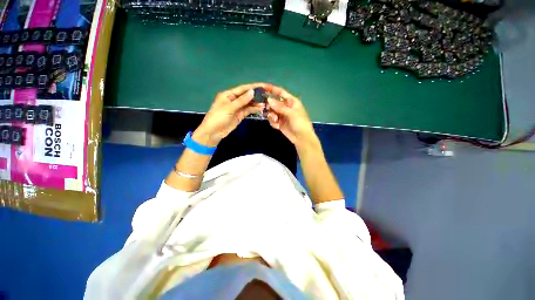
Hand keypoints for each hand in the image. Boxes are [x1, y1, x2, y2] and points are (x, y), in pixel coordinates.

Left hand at [193, 83, 265, 146]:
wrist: (214, 132)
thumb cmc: (218, 117)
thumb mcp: (229, 108)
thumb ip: (241, 100)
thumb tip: (252, 92)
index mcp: (228, 94)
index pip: (243, 88)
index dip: (253, 87)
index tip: (264, 85)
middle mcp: (234, 99)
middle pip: (247, 95)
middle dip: (256, 95)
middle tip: (268, 94)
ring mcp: (237, 108)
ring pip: (249, 103)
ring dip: (256, 103)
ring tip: (266, 102)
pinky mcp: (240, 115)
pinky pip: (248, 110)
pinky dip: (254, 109)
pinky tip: (261, 108)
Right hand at [264, 85, 319, 151]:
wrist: (302, 138)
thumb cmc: (300, 124)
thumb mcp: (291, 114)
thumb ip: (280, 107)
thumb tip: (269, 99)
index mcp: (291, 101)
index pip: (280, 92)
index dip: (272, 89)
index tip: (262, 87)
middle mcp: (286, 107)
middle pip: (273, 102)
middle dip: (269, 106)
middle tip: (265, 110)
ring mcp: (282, 115)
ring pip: (271, 112)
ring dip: (271, 116)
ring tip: (275, 121)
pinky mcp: (279, 122)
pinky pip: (272, 120)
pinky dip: (273, 122)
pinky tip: (277, 126)